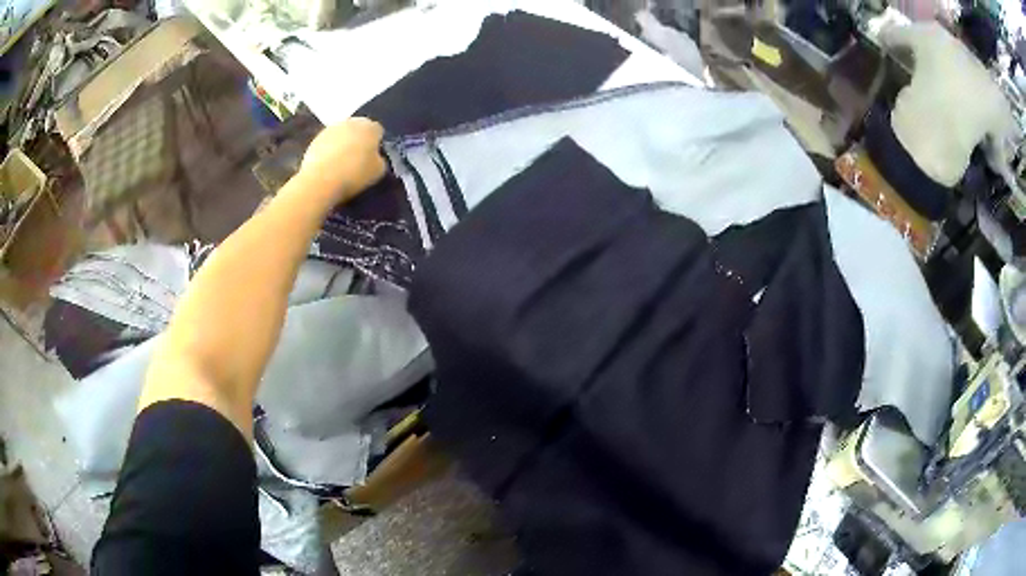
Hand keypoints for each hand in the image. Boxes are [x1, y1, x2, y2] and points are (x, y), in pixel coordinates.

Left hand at [300, 118, 386, 202]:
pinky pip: (328, 144)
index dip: (376, 145)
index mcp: (370, 126)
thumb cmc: (354, 174)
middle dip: (359, 141)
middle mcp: (351, 121)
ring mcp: (331, 128)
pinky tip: (329, 167)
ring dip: (343, 145)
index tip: (373, 158)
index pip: (378, 131)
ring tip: (341, 164)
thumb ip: (379, 159)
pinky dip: (329, 151)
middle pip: (359, 129)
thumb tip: (374, 157)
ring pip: (342, 135)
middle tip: (358, 160)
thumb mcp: (379, 171)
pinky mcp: (315, 139)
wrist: (320, 180)